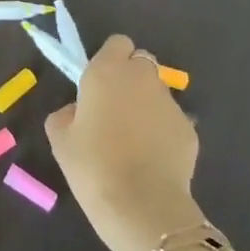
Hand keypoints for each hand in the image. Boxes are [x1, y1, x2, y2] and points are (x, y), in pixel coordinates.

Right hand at [47, 34, 202, 250]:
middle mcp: (142, 78)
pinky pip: (172, 120)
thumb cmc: (91, 166)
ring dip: (147, 104)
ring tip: (134, 139)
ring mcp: (170, 103)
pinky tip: (152, 159)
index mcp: (107, 71)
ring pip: (158, 91)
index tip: (99, 84)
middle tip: (115, 108)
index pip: (117, 43)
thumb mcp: (59, 137)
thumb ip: (67, 112)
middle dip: (131, 77)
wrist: (141, 206)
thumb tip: (80, 111)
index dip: (109, 59)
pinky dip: (163, 131)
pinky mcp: (190, 130)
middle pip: (141, 62)